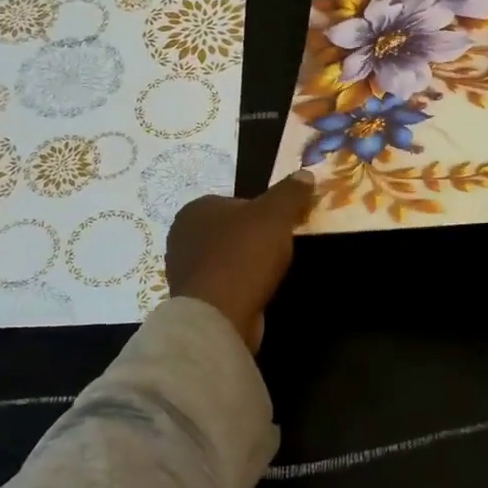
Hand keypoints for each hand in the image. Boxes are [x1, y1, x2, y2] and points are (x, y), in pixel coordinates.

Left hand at [165, 171, 315, 351]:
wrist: (220, 315)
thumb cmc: (244, 255)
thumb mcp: (275, 215)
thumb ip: (290, 192)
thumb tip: (305, 173)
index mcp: (195, 209)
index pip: (235, 202)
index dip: (262, 213)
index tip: (280, 227)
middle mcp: (181, 237)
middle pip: (229, 230)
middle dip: (252, 239)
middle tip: (277, 250)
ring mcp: (183, 271)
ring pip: (225, 258)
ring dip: (245, 264)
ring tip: (269, 274)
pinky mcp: (191, 300)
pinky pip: (221, 285)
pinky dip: (238, 287)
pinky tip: (255, 293)